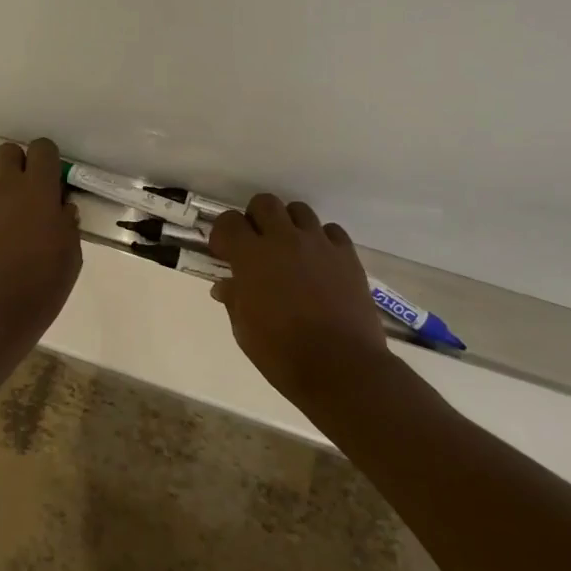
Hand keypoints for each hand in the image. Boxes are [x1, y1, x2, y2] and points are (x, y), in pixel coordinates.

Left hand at [0, 138, 82, 348]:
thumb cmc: (42, 285)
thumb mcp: (71, 254)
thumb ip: (67, 222)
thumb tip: (60, 207)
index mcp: (39, 189)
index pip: (42, 148)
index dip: (48, 159)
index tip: (50, 180)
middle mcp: (6, 183)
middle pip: (8, 150)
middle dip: (19, 163)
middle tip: (25, 190)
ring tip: (0, 202)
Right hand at [207, 193, 387, 397]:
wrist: (341, 367)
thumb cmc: (282, 353)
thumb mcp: (244, 330)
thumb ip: (234, 299)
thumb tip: (226, 286)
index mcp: (251, 257)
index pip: (229, 222)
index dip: (223, 234)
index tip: (224, 253)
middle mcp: (284, 240)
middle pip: (264, 203)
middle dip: (255, 218)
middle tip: (256, 244)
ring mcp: (319, 244)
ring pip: (299, 210)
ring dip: (289, 224)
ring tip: (290, 250)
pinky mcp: (347, 255)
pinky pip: (331, 231)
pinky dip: (321, 240)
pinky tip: (319, 261)